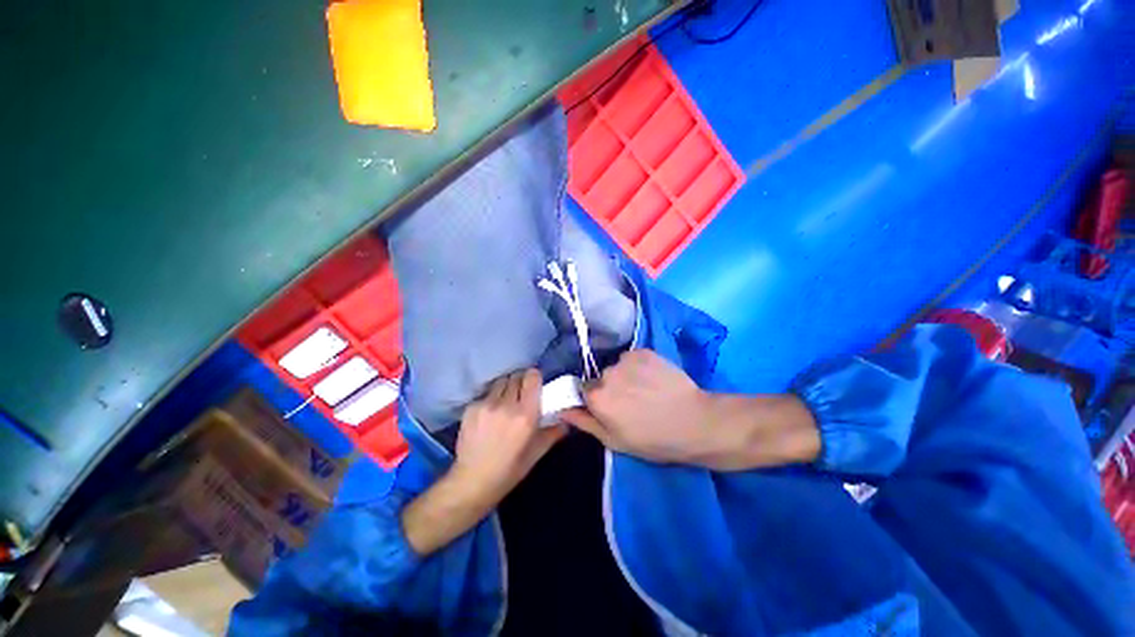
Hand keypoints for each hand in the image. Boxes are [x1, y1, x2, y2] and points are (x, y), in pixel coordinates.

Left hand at [451, 369, 566, 502]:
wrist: (472, 481)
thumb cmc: (509, 470)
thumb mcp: (536, 453)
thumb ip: (553, 433)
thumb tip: (566, 421)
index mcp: (526, 415)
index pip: (532, 378)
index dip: (534, 377)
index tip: (535, 383)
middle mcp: (506, 405)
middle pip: (516, 376)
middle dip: (521, 382)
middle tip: (522, 393)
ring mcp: (486, 405)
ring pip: (500, 382)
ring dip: (506, 387)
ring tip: (506, 400)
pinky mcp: (471, 407)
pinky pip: (486, 394)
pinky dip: (491, 398)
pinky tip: (490, 413)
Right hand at [561, 350, 819, 469]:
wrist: (695, 422)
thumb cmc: (653, 439)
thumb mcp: (615, 440)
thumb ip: (585, 422)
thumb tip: (562, 409)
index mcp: (597, 397)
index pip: (585, 390)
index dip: (598, 400)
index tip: (613, 408)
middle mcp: (607, 373)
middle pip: (602, 377)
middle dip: (612, 387)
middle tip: (634, 401)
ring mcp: (626, 359)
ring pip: (618, 366)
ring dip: (626, 375)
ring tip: (647, 389)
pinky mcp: (644, 351)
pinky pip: (632, 357)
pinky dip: (639, 366)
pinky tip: (655, 378)